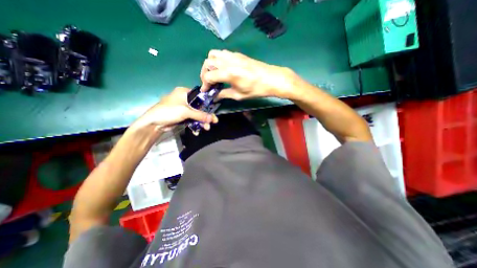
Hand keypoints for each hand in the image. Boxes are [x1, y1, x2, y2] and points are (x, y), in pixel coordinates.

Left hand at [131, 87, 218, 132]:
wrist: (153, 123)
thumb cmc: (169, 111)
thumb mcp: (185, 111)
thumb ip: (200, 115)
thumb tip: (214, 118)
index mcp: (184, 92)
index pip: (200, 95)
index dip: (208, 103)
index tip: (214, 110)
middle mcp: (185, 99)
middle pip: (200, 107)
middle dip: (206, 116)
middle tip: (213, 122)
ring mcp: (184, 109)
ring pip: (197, 114)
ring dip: (202, 122)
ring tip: (206, 128)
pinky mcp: (182, 116)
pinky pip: (192, 119)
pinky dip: (195, 125)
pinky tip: (197, 131)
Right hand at [200, 49, 296, 98]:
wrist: (271, 78)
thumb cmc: (256, 89)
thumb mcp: (239, 95)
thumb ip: (224, 94)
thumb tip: (214, 97)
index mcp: (228, 73)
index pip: (208, 76)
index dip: (204, 84)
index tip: (205, 91)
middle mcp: (227, 61)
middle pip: (207, 63)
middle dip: (204, 73)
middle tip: (208, 83)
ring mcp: (232, 55)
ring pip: (213, 54)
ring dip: (210, 64)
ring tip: (214, 75)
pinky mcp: (237, 54)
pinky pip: (222, 53)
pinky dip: (217, 59)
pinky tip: (222, 69)